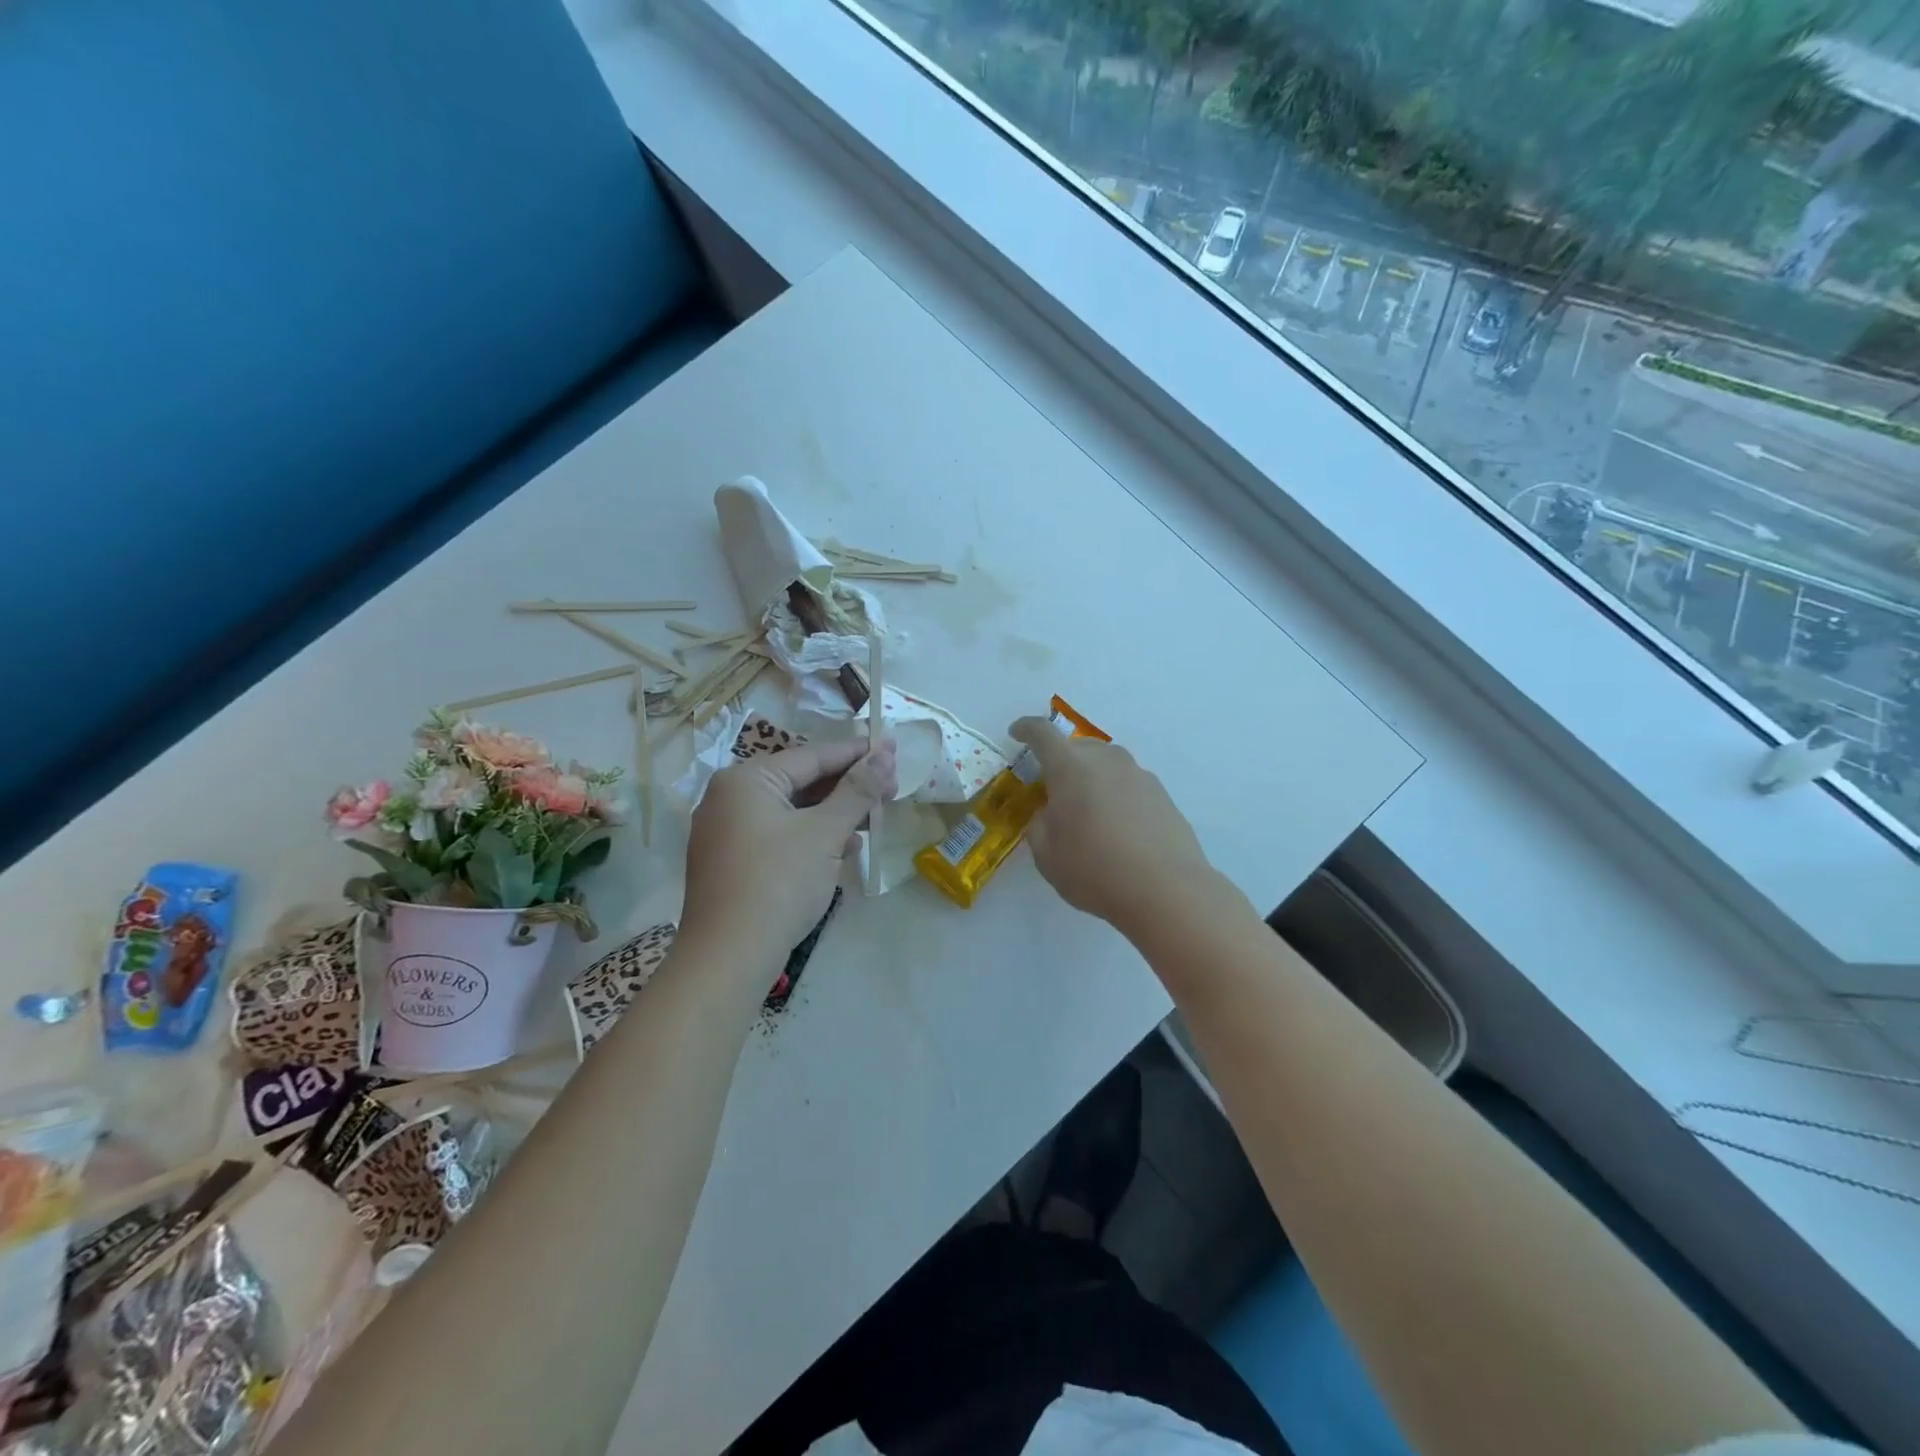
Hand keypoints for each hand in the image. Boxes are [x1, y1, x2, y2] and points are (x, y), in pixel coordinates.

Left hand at [681, 739, 897, 970]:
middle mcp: (729, 797)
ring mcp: (726, 831)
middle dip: (848, 786)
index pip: (812, 756)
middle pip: (801, 781)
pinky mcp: (731, 861)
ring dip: (834, 813)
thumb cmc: (778, 883)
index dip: (856, 752)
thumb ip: (857, 791)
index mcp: (746, 780)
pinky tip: (845, 847)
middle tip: (891, 787)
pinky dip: (812, 836)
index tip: (891, 747)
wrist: (728, 957)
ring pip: (792, 810)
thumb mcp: (825, 833)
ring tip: (875, 817)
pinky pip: (779, 834)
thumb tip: (884, 756)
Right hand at [1009, 718, 1220, 941]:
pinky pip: (1128, 784)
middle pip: (1077, 746)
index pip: (1042, 733)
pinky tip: (1118, 828)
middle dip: (1060, 760)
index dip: (1026, 729)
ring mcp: (1139, 774)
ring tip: (1088, 812)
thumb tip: (1049, 813)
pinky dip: (1116, 795)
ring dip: (1091, 777)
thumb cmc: (1095, 871)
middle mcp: (1107, 760)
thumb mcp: (1047, 855)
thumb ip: (1039, 825)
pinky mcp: (1162, 794)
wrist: (1167, 891)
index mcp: (1071, 768)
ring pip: (1106, 764)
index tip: (1017, 733)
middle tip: (1052, 790)